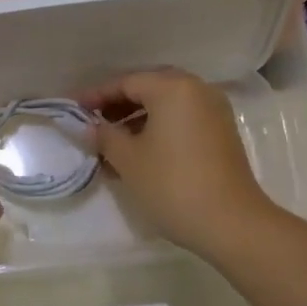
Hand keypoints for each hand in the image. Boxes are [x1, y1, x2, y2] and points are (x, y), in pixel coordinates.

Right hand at [80, 69, 277, 259]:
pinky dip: (160, 128)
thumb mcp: (128, 160)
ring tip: (112, 143)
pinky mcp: (222, 133)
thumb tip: (92, 126)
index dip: (97, 95)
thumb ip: (105, 136)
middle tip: (93, 122)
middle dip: (119, 105)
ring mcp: (214, 110)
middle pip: (149, 88)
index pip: (126, 82)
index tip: (74, 109)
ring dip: (138, 119)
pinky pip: (183, 119)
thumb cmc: (173, 184)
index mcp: (173, 87)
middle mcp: (197, 89)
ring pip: (167, 105)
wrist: (232, 223)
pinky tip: (140, 152)